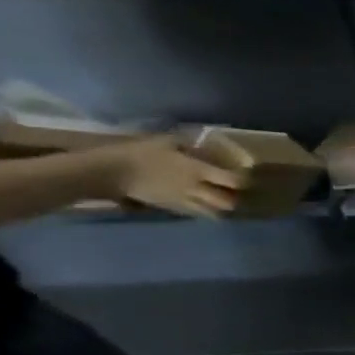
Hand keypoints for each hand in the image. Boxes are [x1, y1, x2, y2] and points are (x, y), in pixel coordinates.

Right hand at [94, 135, 244, 216]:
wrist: (109, 171)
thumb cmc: (138, 153)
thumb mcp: (165, 141)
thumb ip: (188, 143)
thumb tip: (202, 140)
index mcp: (197, 170)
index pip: (233, 181)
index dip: (243, 180)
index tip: (244, 175)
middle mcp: (196, 188)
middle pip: (228, 202)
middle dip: (235, 199)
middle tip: (234, 191)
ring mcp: (184, 200)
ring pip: (213, 213)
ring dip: (221, 208)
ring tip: (220, 200)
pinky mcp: (171, 208)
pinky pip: (195, 214)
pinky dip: (204, 211)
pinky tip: (203, 204)